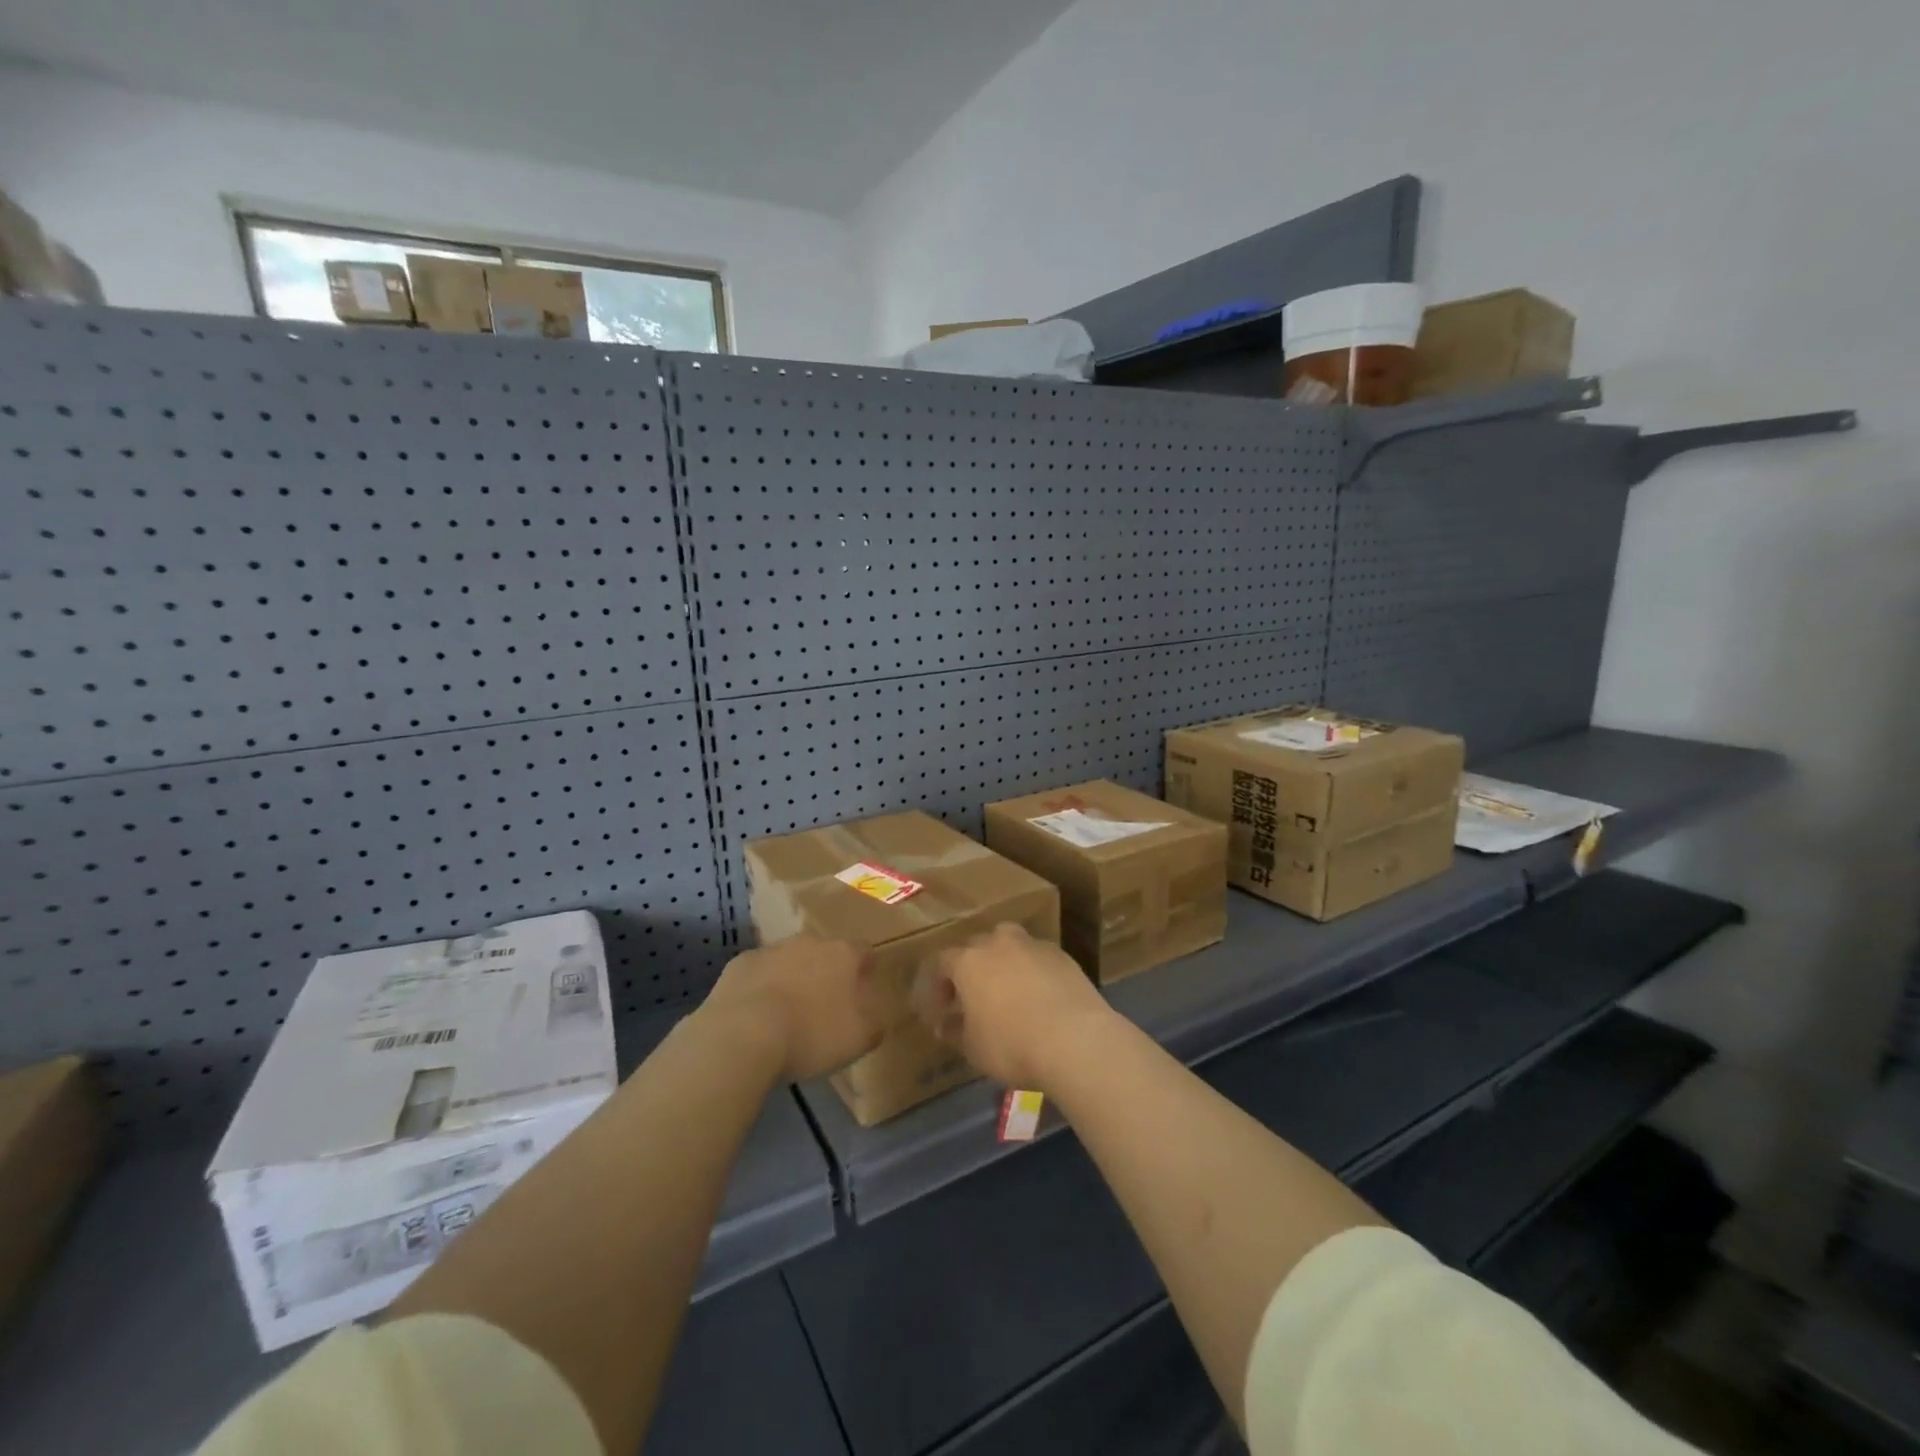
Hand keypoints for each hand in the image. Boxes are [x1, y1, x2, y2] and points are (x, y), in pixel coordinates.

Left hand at [700, 935, 883, 1080]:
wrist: (742, 1035)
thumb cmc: (811, 1034)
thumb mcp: (859, 1039)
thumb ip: (875, 1023)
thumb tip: (877, 1015)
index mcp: (842, 954)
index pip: (864, 950)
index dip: (866, 967)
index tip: (865, 985)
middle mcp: (809, 942)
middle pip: (824, 951)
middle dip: (826, 971)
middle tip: (824, 1003)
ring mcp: (771, 950)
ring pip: (789, 959)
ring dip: (792, 977)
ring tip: (787, 1012)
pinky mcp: (739, 964)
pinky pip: (758, 973)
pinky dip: (760, 987)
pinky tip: (755, 1015)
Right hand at [913, 922, 1119, 1091]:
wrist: (1075, 1039)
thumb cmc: (1012, 1045)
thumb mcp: (973, 1048)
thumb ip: (955, 1031)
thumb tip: (945, 1024)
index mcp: (969, 961)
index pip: (940, 962)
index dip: (934, 985)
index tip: (936, 1010)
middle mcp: (998, 943)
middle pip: (975, 947)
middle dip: (968, 970)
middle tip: (969, 998)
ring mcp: (1032, 945)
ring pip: (1009, 945)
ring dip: (1002, 963)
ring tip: (1005, 990)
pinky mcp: (1062, 955)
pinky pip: (1036, 958)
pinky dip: (1030, 971)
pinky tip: (1036, 995)